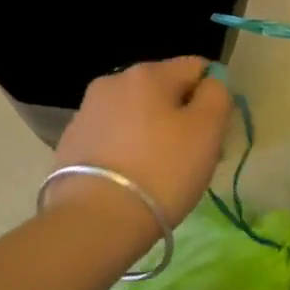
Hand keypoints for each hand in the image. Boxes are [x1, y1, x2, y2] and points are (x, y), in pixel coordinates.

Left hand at [52, 57, 232, 228]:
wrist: (94, 221)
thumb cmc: (162, 171)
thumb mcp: (207, 130)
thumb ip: (217, 95)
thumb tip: (211, 83)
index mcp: (148, 73)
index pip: (197, 68)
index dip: (213, 98)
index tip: (214, 134)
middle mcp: (113, 81)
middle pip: (165, 91)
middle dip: (183, 118)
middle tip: (193, 159)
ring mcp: (87, 111)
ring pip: (138, 115)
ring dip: (155, 134)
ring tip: (161, 175)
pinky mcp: (72, 142)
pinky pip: (114, 137)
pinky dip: (128, 151)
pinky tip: (132, 180)